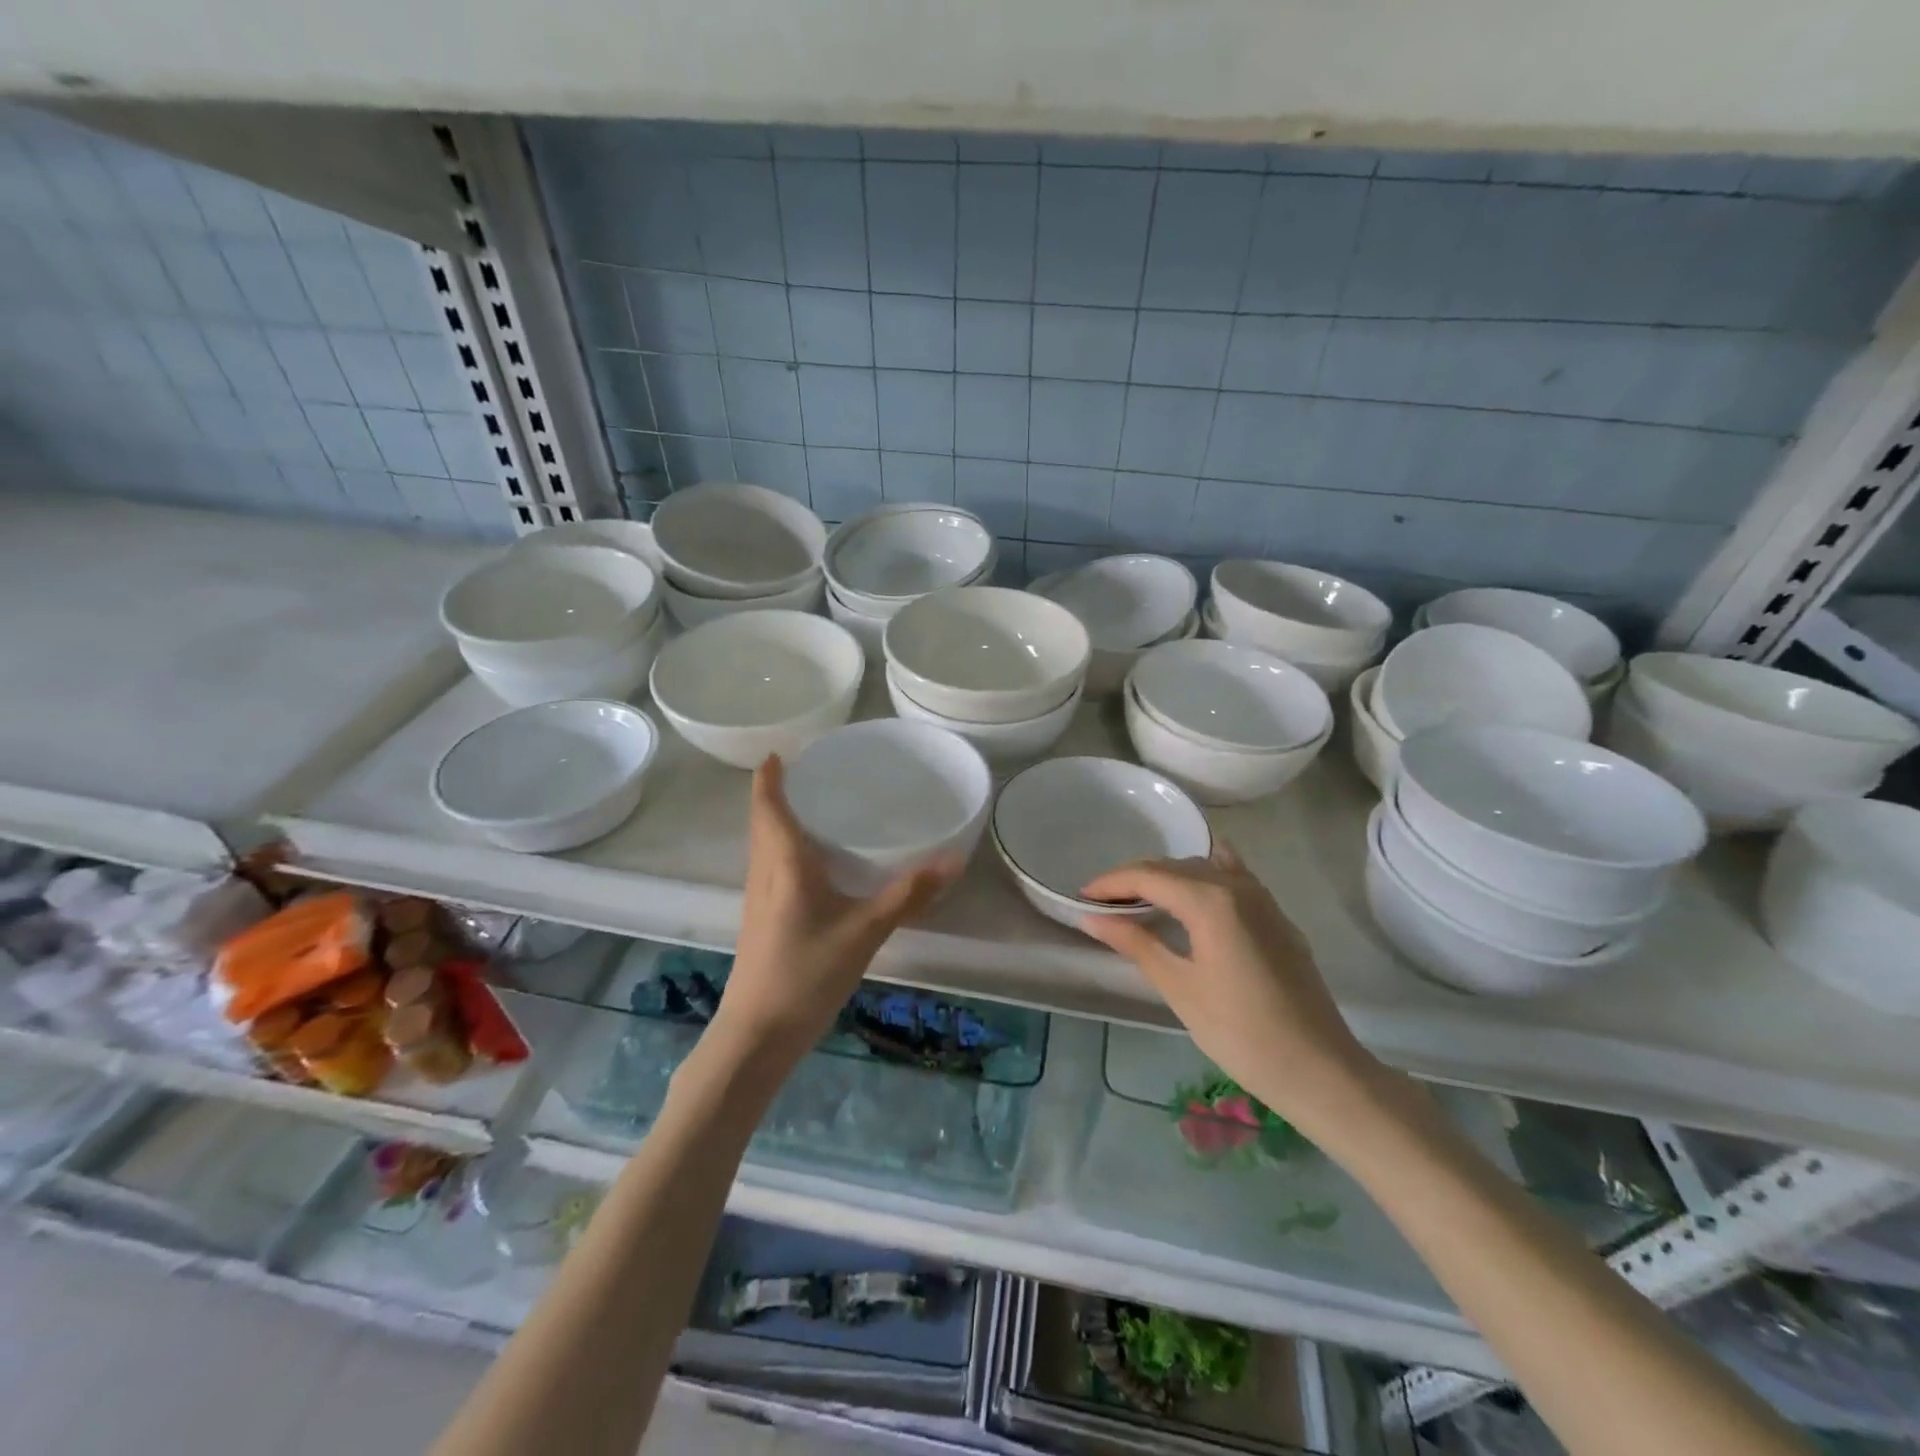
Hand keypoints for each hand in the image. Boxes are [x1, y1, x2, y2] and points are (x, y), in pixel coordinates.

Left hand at [715, 755, 957, 1062]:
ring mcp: (758, 899)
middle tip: (810, 773)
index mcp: (784, 863)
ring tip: (814, 808)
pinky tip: (813, 864)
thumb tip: (953, 860)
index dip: (769, 776)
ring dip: (778, 821)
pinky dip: (784, 849)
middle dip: (776, 794)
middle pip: (762, 822)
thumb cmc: (807, 972)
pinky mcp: (762, 920)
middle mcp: (764, 873)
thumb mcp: (865, 931)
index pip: (768, 806)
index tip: (779, 751)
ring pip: (764, 846)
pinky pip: (770, 868)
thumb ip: (908, 894)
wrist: (758, 1034)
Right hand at [1079, 841, 1379, 1128]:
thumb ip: (1135, 943)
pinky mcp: (1276, 915)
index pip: (1148, 875)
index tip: (1081, 896)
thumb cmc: (1240, 1033)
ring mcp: (1262, 898)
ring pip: (1203, 867)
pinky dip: (1203, 876)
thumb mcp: (1179, 987)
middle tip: (1102, 903)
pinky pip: (1232, 877)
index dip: (1111, 882)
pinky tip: (1191, 890)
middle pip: (1174, 866)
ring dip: (1167, 876)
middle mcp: (1237, 885)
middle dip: (1134, 878)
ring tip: (1139, 900)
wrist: (1319, 1069)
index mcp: (1210, 900)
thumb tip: (1091, 917)